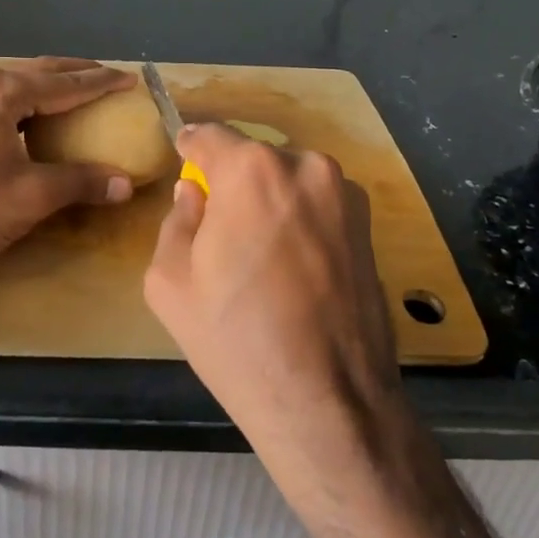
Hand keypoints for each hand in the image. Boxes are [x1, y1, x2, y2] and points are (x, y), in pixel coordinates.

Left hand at [0, 58, 136, 281]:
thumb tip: (125, 185)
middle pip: (38, 73)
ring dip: (49, 88)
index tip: (131, 79)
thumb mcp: (31, 196)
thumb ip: (81, 182)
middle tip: (111, 78)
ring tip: (79, 94)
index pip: (63, 83)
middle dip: (76, 75)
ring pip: (16, 85)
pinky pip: (0, 101)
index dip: (100, 82)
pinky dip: (27, 105)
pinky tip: (37, 119)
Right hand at [143, 123, 407, 472]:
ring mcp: (344, 194)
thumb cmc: (236, 338)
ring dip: (269, 199)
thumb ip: (176, 219)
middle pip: (252, 158)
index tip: (183, 157)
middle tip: (218, 222)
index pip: (210, 135)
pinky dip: (299, 219)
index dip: (191, 147)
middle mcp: (304, 166)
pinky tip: (292, 267)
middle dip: (231, 180)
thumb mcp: (170, 281)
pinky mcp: (368, 224)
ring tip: (259, 252)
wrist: (329, 402)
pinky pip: (318, 204)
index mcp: (251, 170)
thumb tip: (194, 193)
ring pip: (288, 180)